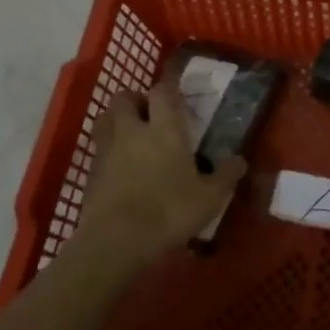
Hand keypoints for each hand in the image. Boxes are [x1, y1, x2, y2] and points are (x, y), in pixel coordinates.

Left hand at [71, 79, 245, 272]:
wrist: (115, 243)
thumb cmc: (169, 212)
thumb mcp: (210, 197)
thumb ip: (226, 175)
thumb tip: (239, 159)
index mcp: (165, 129)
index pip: (163, 91)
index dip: (170, 86)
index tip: (179, 93)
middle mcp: (133, 131)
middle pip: (124, 97)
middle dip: (137, 100)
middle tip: (152, 114)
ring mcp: (107, 151)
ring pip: (105, 119)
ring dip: (118, 120)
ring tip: (134, 136)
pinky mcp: (90, 173)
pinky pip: (99, 148)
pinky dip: (109, 149)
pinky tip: (123, 167)